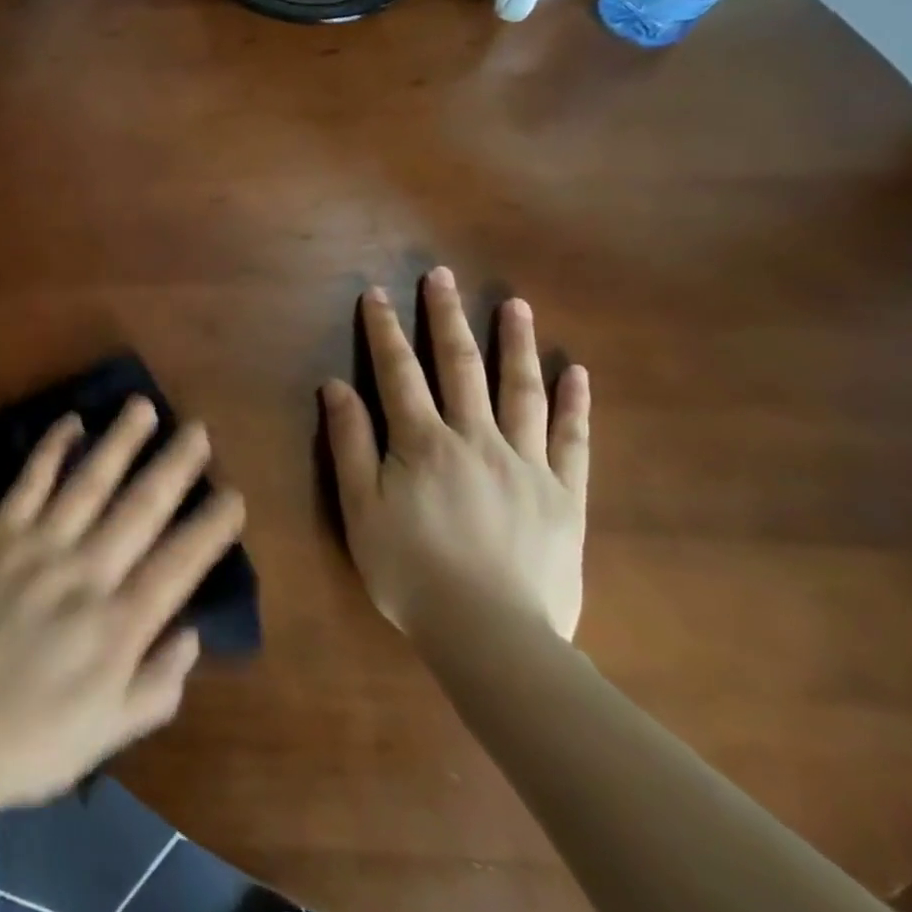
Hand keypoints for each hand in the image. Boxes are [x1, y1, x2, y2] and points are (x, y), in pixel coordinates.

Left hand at [0, 399, 245, 812]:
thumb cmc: (33, 739)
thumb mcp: (109, 735)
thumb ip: (158, 685)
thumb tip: (192, 631)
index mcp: (118, 628)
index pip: (178, 564)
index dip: (210, 528)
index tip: (234, 495)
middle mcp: (85, 576)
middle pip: (140, 510)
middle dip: (175, 467)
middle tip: (200, 431)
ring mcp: (38, 549)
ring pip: (89, 483)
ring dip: (120, 442)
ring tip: (143, 407)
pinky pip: (30, 482)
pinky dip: (51, 449)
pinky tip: (72, 421)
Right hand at [322, 266, 589, 641]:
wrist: (491, 636)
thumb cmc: (411, 571)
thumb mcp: (360, 508)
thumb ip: (350, 442)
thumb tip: (335, 385)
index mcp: (423, 442)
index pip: (399, 372)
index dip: (385, 330)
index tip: (377, 292)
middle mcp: (476, 439)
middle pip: (460, 367)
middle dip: (448, 317)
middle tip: (443, 276)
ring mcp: (526, 464)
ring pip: (521, 391)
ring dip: (516, 344)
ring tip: (515, 305)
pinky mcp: (564, 496)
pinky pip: (573, 442)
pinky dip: (575, 405)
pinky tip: (576, 372)